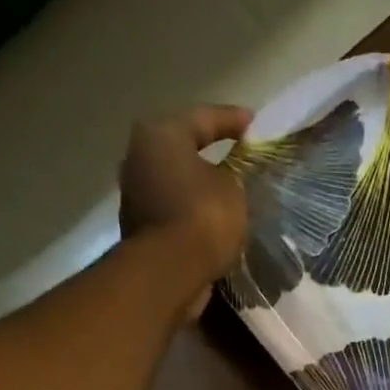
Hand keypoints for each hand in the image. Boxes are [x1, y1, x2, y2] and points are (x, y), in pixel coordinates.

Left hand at [119, 105, 252, 316]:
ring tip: (226, 197)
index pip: (203, 118)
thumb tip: (226, 180)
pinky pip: (173, 214)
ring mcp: (135, 195)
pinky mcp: (140, 229)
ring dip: (199, 191)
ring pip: (176, 185)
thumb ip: (232, 177)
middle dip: (209, 156)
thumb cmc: (203, 218)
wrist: (170, 271)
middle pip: (182, 151)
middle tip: (237, 160)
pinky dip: (191, 217)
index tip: (253, 123)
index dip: (232, 120)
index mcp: (161, 134)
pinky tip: (212, 225)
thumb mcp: (233, 190)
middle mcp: (140, 157)